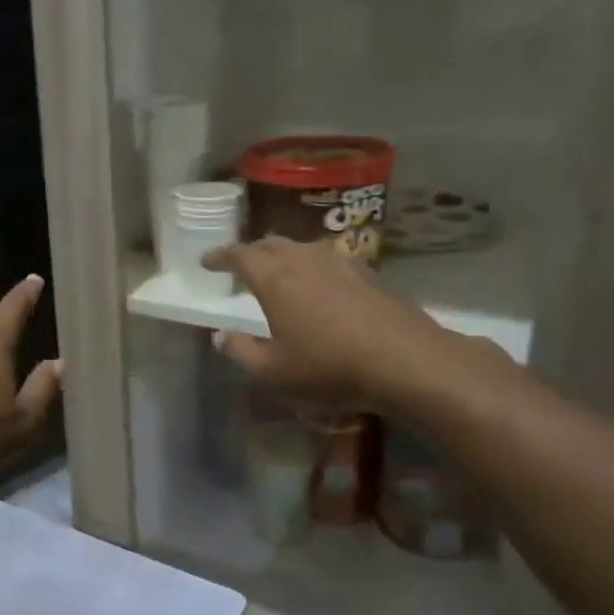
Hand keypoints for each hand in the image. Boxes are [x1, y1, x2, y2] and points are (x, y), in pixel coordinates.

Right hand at [202, 236, 497, 411]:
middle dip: (250, 251)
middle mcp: (304, 260)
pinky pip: (328, 259)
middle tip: (240, 265)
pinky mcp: (368, 274)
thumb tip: (221, 335)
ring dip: (283, 255)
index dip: (220, 256)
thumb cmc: (329, 366)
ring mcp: (340, 263)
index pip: (239, 255)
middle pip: (270, 243)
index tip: (206, 262)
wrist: (407, 361)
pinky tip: (319, 285)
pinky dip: (312, 266)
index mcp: (274, 278)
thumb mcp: (274, 371)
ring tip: (279, 271)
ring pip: (302, 248)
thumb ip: (241, 351)